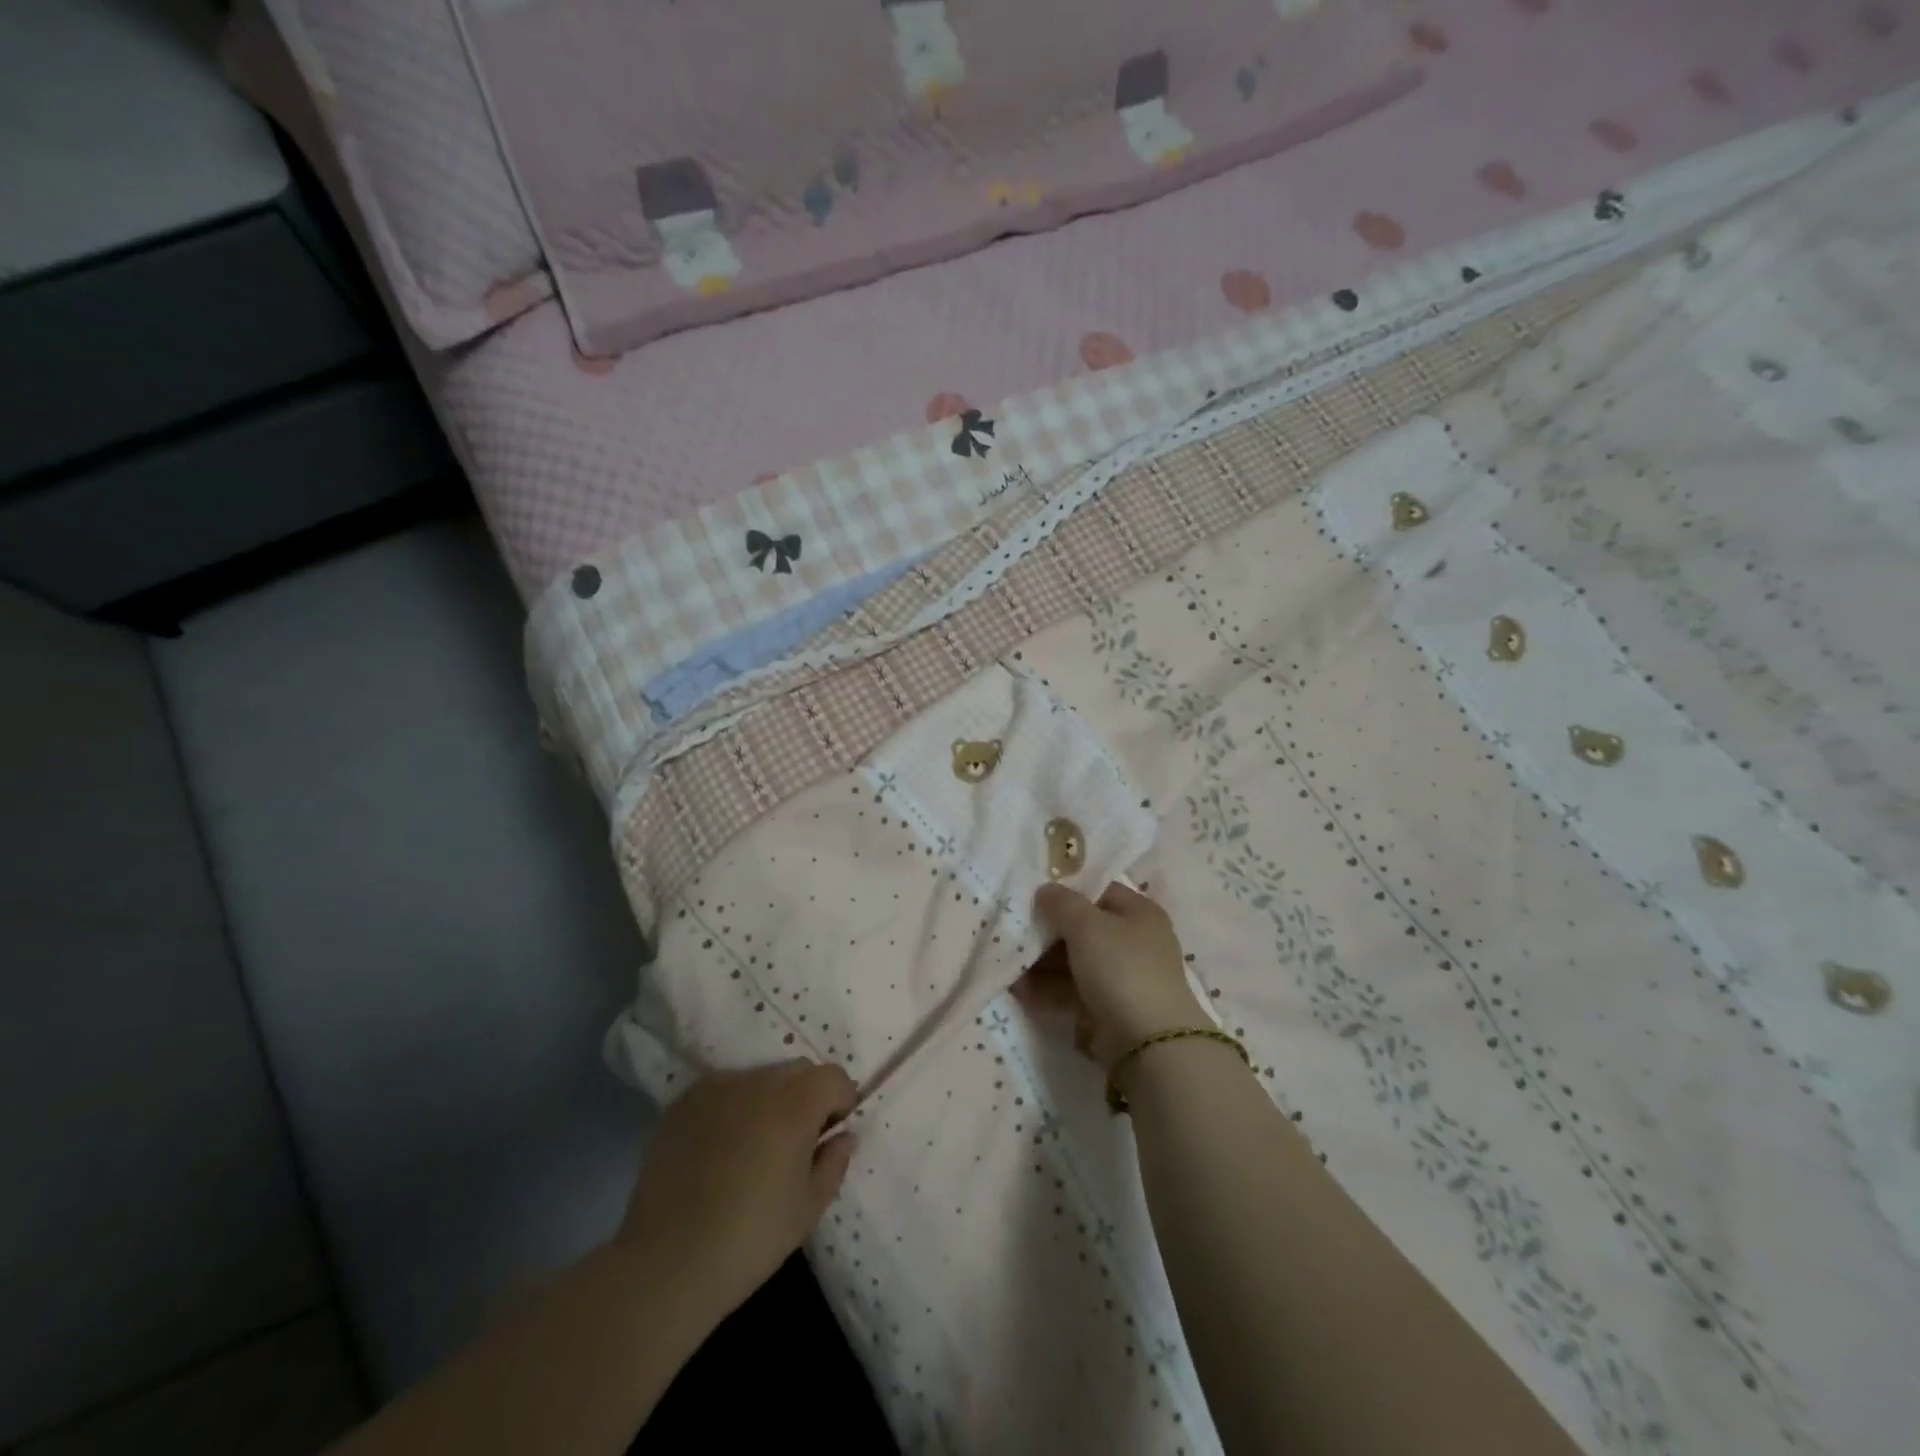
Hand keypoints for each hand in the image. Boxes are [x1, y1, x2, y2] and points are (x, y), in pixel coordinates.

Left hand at [614, 1060, 856, 1325]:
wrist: (665, 1265)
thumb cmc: (749, 1239)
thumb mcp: (809, 1208)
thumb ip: (835, 1161)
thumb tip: (842, 1135)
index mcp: (794, 1104)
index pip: (833, 1077)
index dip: (840, 1103)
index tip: (829, 1135)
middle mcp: (757, 1082)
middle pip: (797, 1070)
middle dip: (807, 1096)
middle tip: (795, 1142)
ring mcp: (715, 1087)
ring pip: (759, 1077)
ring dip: (768, 1099)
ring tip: (753, 1146)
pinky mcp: (683, 1102)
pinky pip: (723, 1090)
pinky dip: (732, 1107)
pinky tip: (719, 1149)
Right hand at [1022, 882, 1208, 1068]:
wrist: (1148, 1042)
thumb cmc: (1120, 967)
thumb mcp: (1087, 925)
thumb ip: (1061, 902)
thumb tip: (1045, 890)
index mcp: (1139, 912)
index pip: (1098, 891)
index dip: (1066, 891)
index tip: (1032, 897)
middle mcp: (1134, 941)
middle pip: (1083, 928)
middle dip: (1047, 933)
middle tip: (1015, 934)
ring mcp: (1123, 977)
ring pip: (1075, 961)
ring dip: (1042, 964)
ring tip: (1010, 967)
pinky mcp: (1110, 1008)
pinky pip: (1074, 990)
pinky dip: (1048, 989)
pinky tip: (1020, 991)